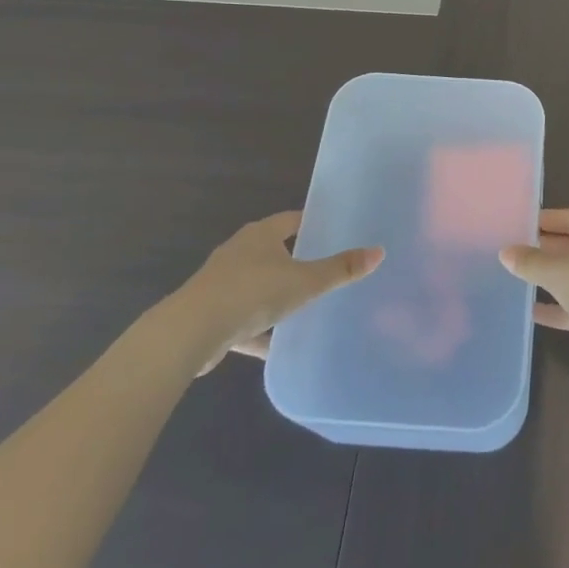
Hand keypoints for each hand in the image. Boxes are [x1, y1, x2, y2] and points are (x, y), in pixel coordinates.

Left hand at [172, 211, 382, 374]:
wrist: (189, 333)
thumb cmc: (251, 293)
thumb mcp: (305, 282)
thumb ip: (340, 270)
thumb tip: (379, 252)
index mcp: (261, 235)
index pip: (292, 220)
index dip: (312, 225)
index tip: (333, 233)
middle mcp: (239, 251)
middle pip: (274, 251)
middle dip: (296, 260)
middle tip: (325, 270)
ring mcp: (221, 282)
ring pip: (257, 285)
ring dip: (275, 296)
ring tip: (304, 308)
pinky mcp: (210, 314)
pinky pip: (242, 318)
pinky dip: (258, 330)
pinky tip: (276, 347)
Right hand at [499, 208, 568, 354]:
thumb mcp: (558, 271)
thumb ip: (530, 262)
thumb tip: (505, 252)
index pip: (566, 217)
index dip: (540, 221)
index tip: (515, 227)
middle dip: (544, 250)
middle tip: (513, 254)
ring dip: (552, 278)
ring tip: (519, 280)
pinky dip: (560, 306)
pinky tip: (534, 313)